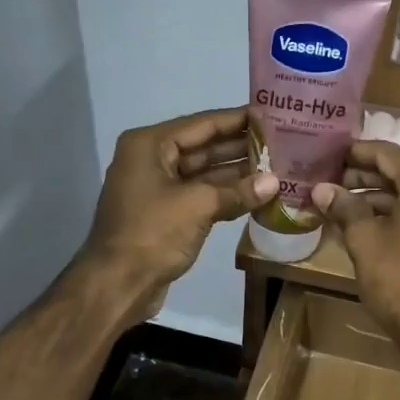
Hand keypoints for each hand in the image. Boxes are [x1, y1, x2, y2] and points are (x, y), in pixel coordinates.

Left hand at [78, 107, 276, 325]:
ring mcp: (158, 189)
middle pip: (203, 147)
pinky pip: (201, 197)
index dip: (237, 120)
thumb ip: (238, 191)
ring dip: (237, 174)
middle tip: (281, 143)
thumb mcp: (198, 205)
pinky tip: (257, 195)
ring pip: (204, 174)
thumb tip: (274, 182)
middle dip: (241, 147)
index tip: (270, 116)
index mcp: (150, 145)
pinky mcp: (166, 215)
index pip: (202, 124)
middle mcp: (151, 160)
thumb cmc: (152, 233)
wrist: (117, 284)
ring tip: (277, 168)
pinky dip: (226, 196)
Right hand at [310, 140, 399, 352]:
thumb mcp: (364, 241)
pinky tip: (374, 228)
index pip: (389, 154)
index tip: (333, 154)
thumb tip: (322, 189)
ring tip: (347, 207)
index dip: (357, 153)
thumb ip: (344, 208)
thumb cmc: (398, 280)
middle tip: (334, 184)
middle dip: (367, 178)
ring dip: (382, 200)